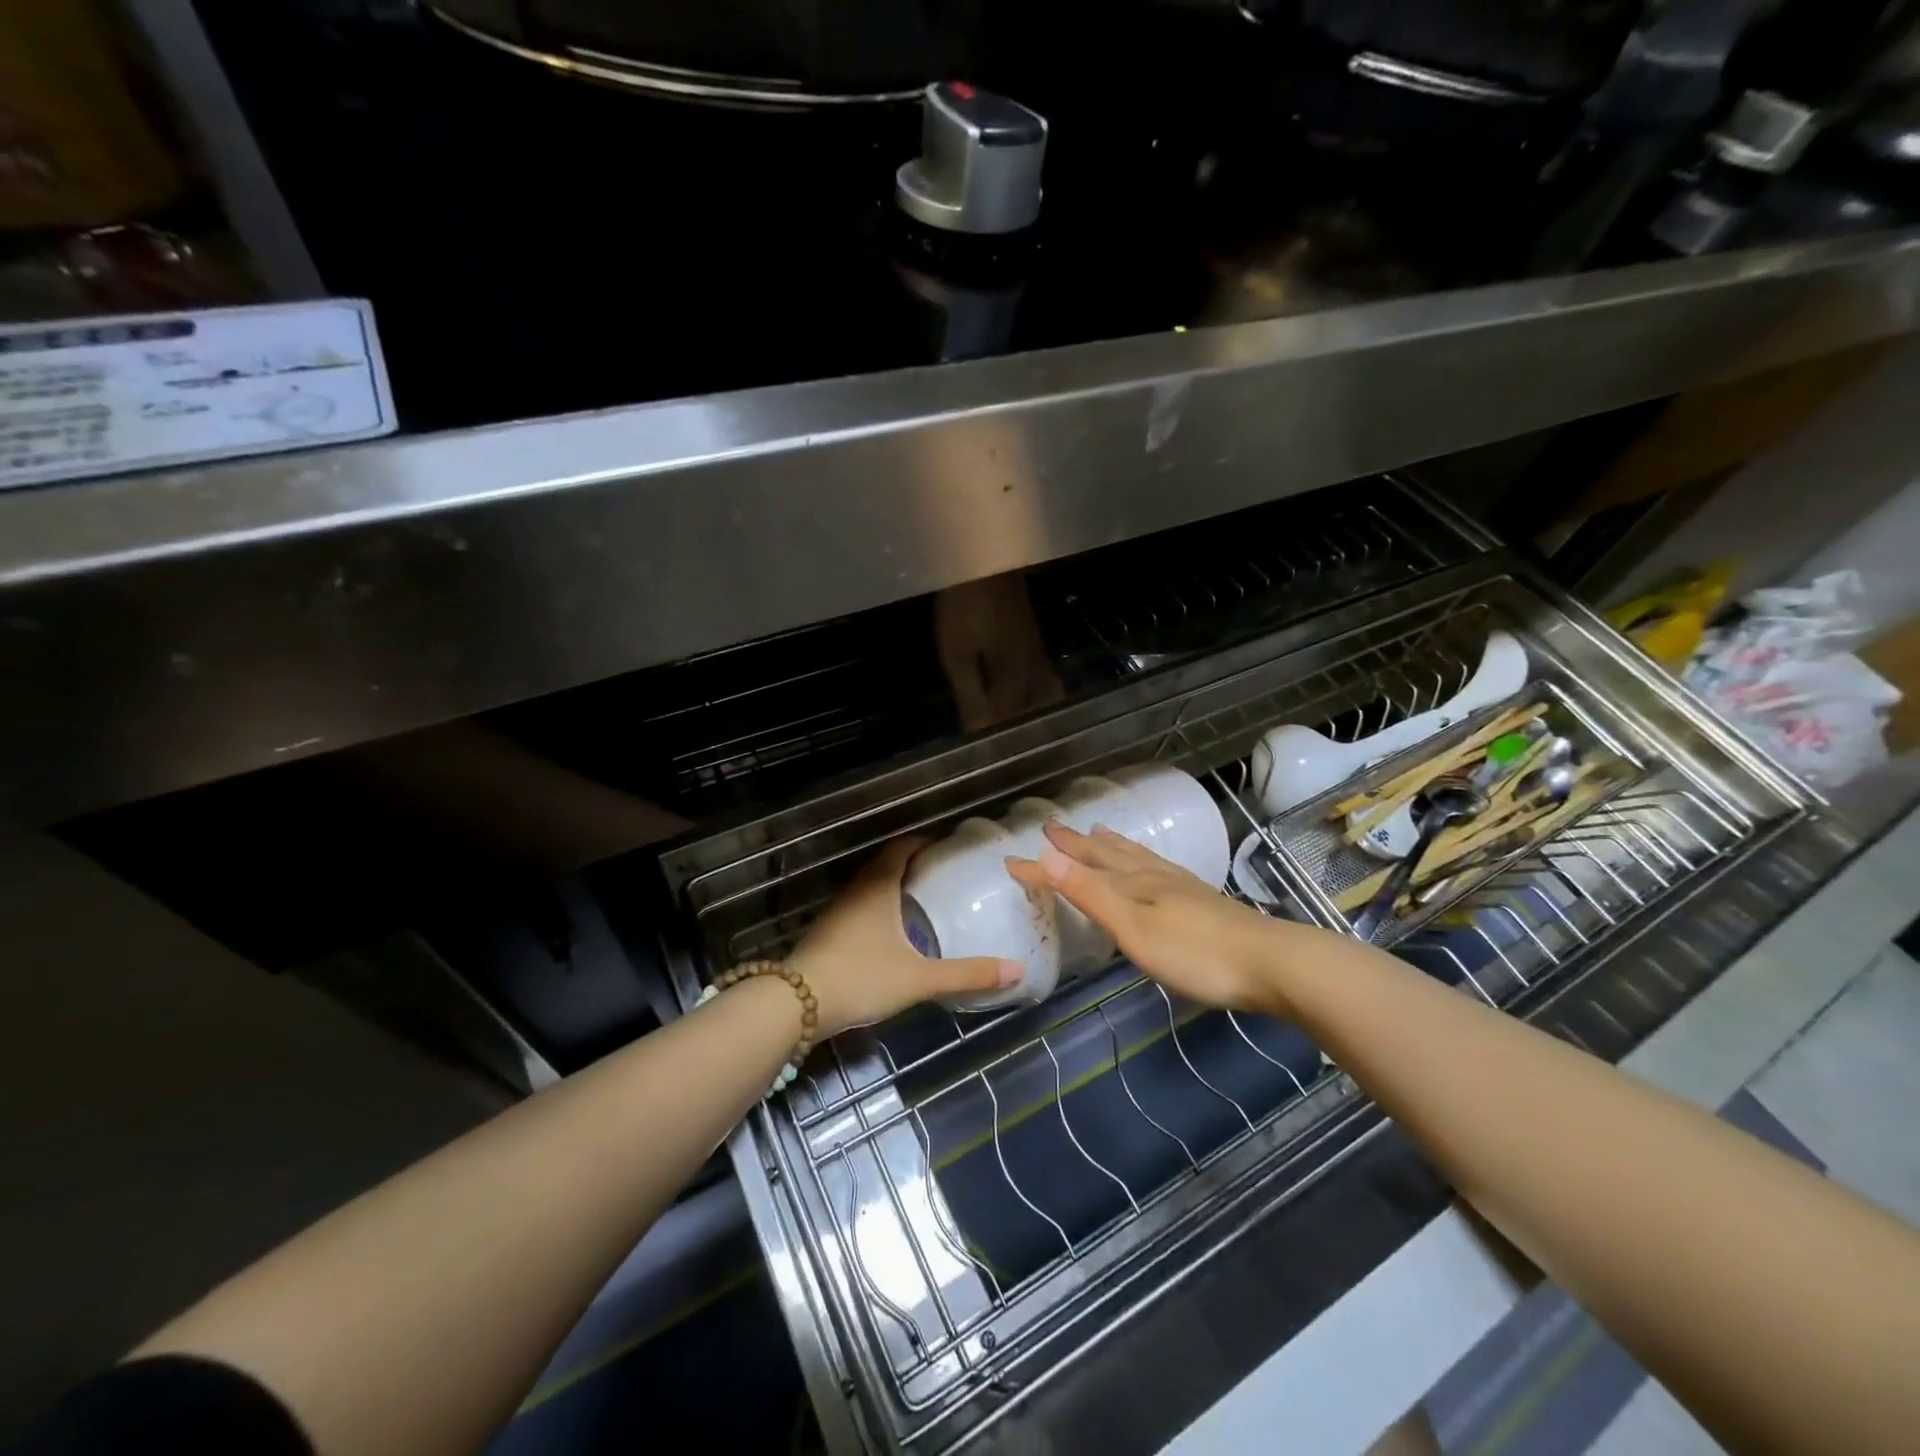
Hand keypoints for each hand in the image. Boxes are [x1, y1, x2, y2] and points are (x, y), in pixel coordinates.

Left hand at [789, 838, 1021, 1036]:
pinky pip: (858, 907)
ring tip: (920, 902)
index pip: (901, 847)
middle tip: (940, 876)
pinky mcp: (826, 932)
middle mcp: (856, 890)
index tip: (945, 847)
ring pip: (869, 887)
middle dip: (911, 865)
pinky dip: (877, 908)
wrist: (797, 1003)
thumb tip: (1016, 969)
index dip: (923, 842)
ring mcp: (837, 911)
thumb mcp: (919, 978)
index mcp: (879, 886)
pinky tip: (889, 934)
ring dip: (891, 887)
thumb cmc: (862, 976)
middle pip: (884, 864)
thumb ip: (967, 974)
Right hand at [1007, 822, 1289, 1012]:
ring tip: (1098, 833)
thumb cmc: (1194, 952)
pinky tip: (1153, 868)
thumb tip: (1044, 855)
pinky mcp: (1202, 902)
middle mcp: (1153, 875)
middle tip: (1053, 828)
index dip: (1043, 866)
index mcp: (1132, 881)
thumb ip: (1089, 892)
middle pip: (1107, 853)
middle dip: (1076, 844)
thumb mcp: (1132, 925)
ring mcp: (1181, 887)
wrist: (1270, 963)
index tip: (1010, 860)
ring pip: (1136, 857)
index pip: (1076, 869)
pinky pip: (1157, 868)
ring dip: (1111, 845)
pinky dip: (1141, 860)